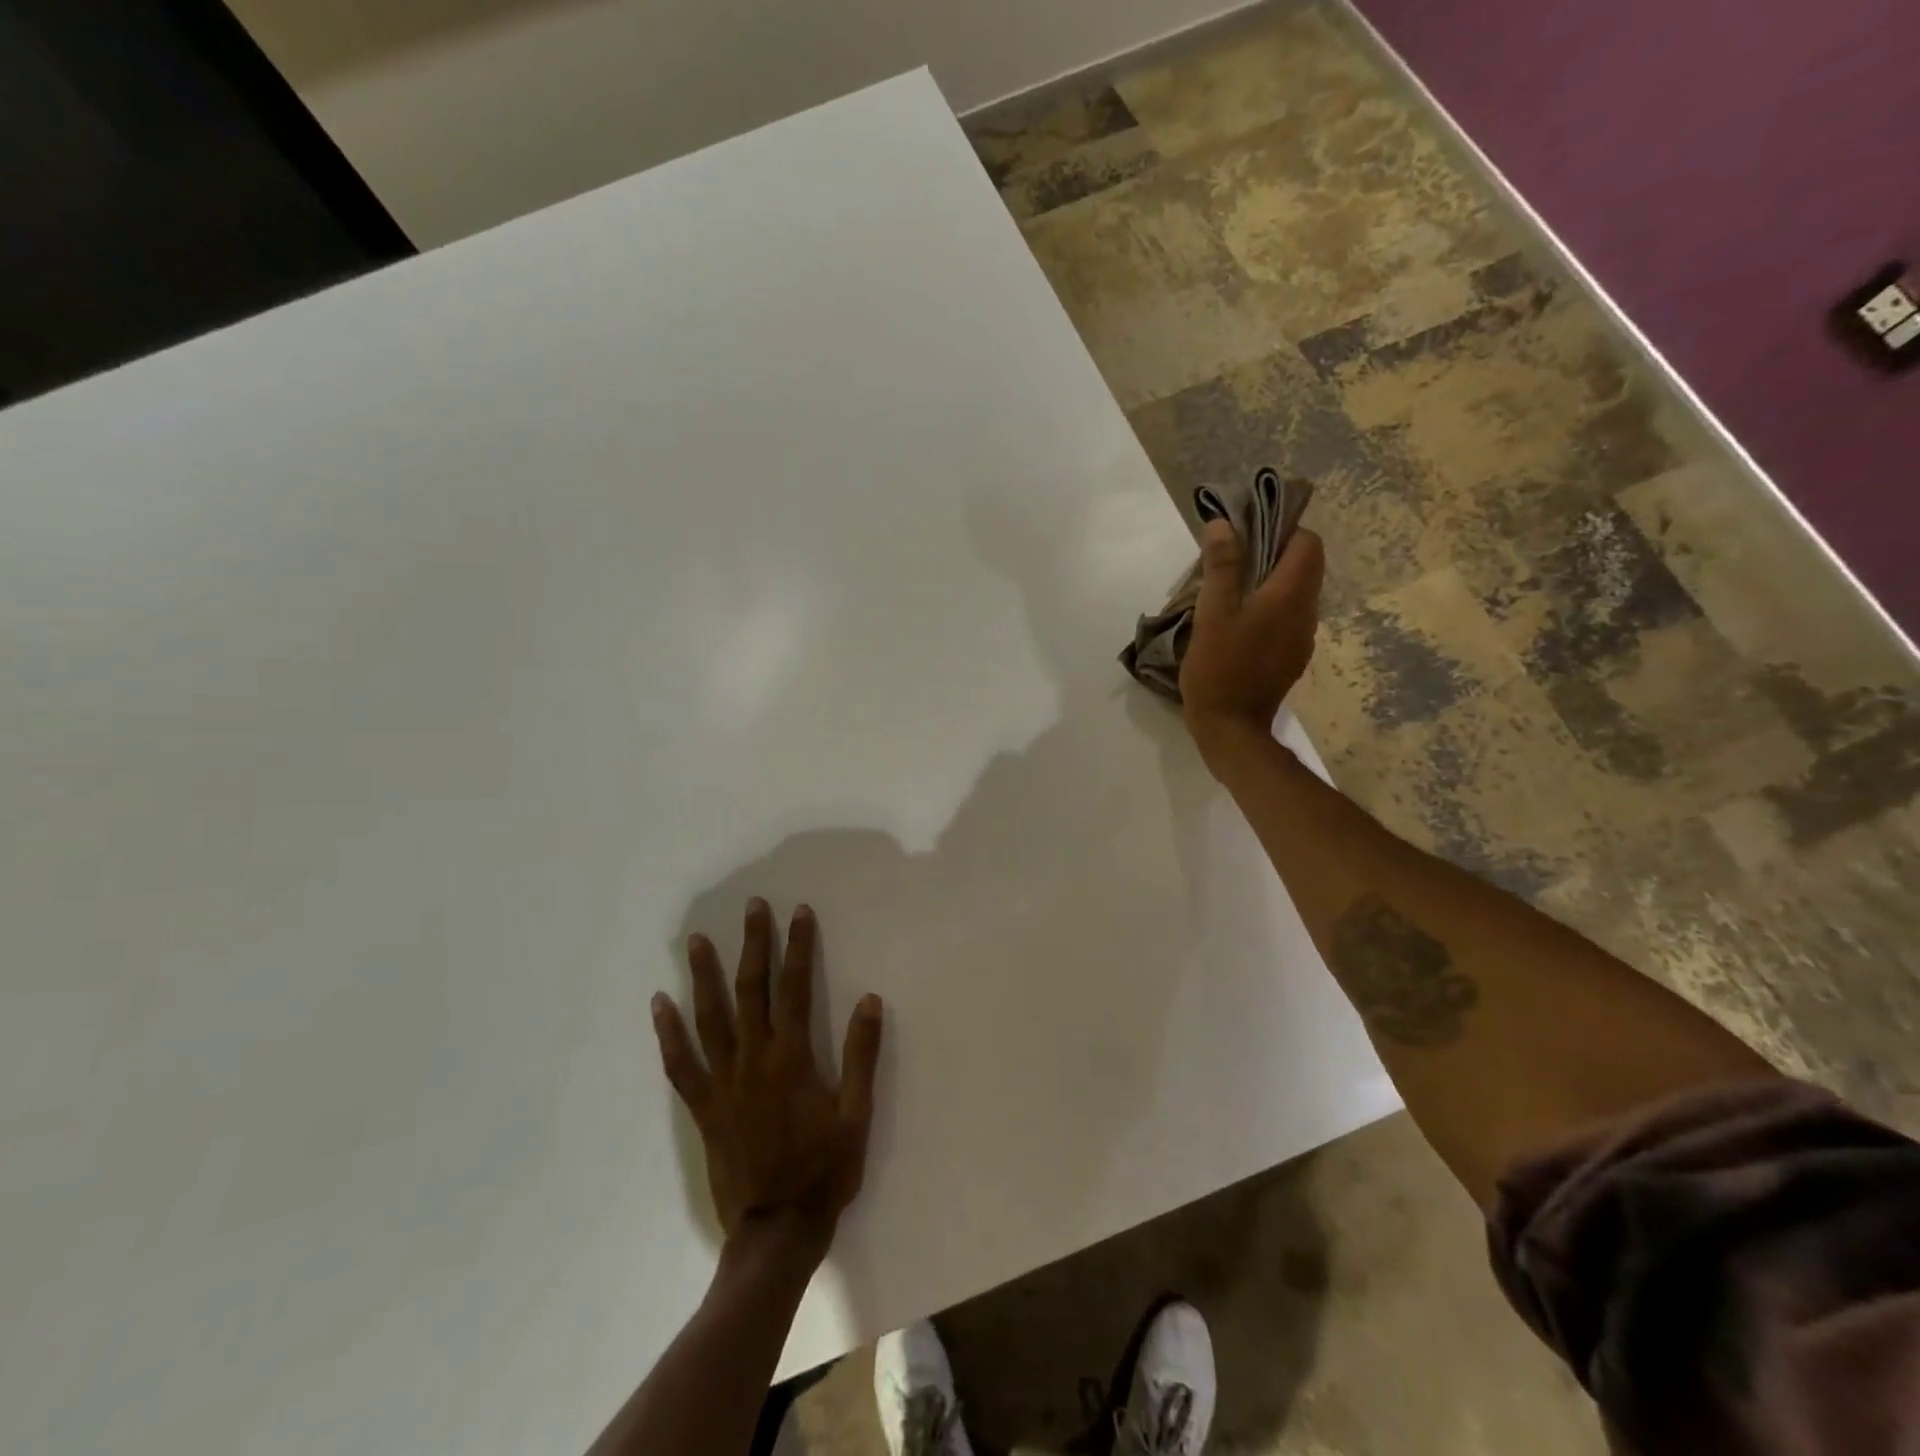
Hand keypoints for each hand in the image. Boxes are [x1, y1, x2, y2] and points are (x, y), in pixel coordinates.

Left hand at [651, 899, 882, 1258]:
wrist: (777, 1229)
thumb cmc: (824, 1170)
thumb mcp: (856, 1114)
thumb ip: (861, 1056)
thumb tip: (869, 1000)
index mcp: (791, 1058)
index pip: (795, 988)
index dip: (798, 947)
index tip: (799, 912)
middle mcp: (753, 1060)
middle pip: (750, 990)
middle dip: (753, 945)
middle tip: (751, 908)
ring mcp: (723, 1082)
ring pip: (710, 1018)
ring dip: (704, 976)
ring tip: (696, 941)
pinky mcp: (703, 1107)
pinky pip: (681, 1064)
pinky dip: (669, 1033)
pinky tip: (659, 1005)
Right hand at [1179, 519, 1324, 763]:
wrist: (1231, 729)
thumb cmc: (1218, 668)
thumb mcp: (1212, 614)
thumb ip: (1222, 567)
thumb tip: (1224, 524)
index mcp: (1290, 596)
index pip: (1308, 544)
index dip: (1283, 531)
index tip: (1249, 535)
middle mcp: (1306, 613)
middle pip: (1305, 568)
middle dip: (1275, 555)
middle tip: (1234, 561)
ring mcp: (1302, 638)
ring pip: (1297, 594)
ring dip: (1271, 583)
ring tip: (1233, 591)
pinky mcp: (1292, 658)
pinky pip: (1289, 618)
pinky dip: (1270, 609)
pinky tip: (1240, 624)